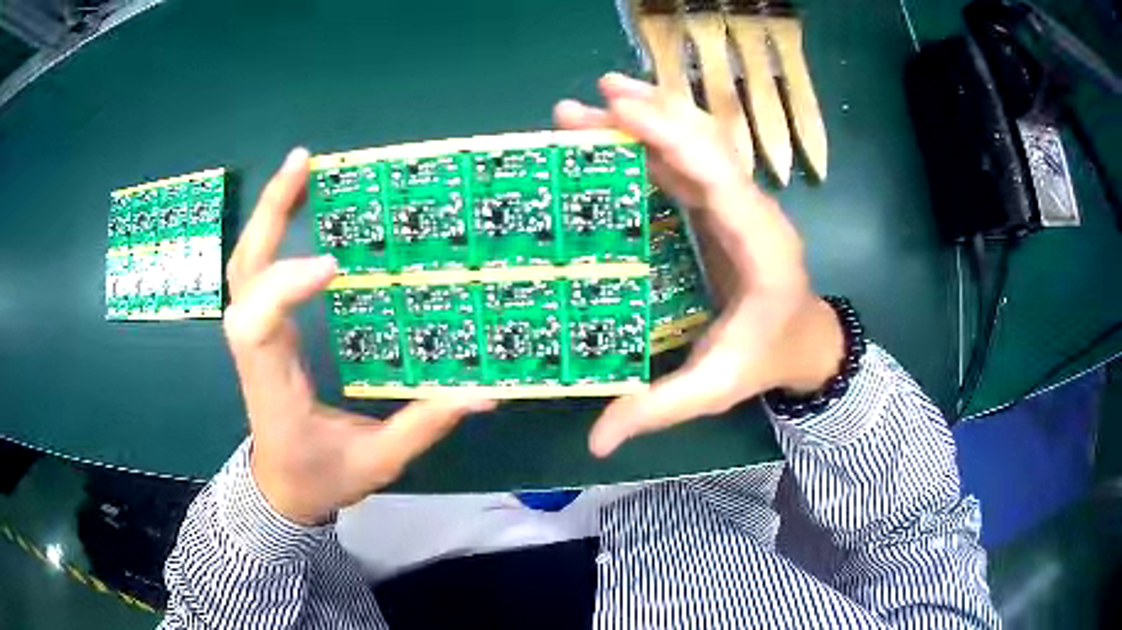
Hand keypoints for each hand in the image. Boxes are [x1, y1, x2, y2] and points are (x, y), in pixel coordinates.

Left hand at [224, 149, 494, 524]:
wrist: (280, 487)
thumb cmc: (320, 477)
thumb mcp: (377, 463)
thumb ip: (424, 426)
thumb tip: (484, 394)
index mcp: (273, 387)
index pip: (259, 325)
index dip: (285, 288)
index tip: (333, 266)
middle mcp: (254, 350)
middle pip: (245, 273)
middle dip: (269, 215)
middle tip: (303, 163)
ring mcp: (255, 334)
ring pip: (245, 264)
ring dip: (269, 213)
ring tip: (301, 167)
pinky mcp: (263, 327)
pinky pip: (257, 272)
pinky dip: (272, 231)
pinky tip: (296, 203)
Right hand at [555, 74, 844, 456]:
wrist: (806, 341)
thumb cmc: (766, 358)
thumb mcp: (715, 388)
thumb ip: (658, 409)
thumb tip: (595, 443)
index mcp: (761, 245)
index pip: (718, 176)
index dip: (671, 138)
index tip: (620, 111)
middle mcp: (752, 210)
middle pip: (702, 144)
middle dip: (645, 115)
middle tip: (583, 102)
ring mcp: (737, 202)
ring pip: (693, 143)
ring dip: (645, 118)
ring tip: (589, 104)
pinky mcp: (721, 206)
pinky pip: (685, 162)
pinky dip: (649, 142)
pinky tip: (613, 134)